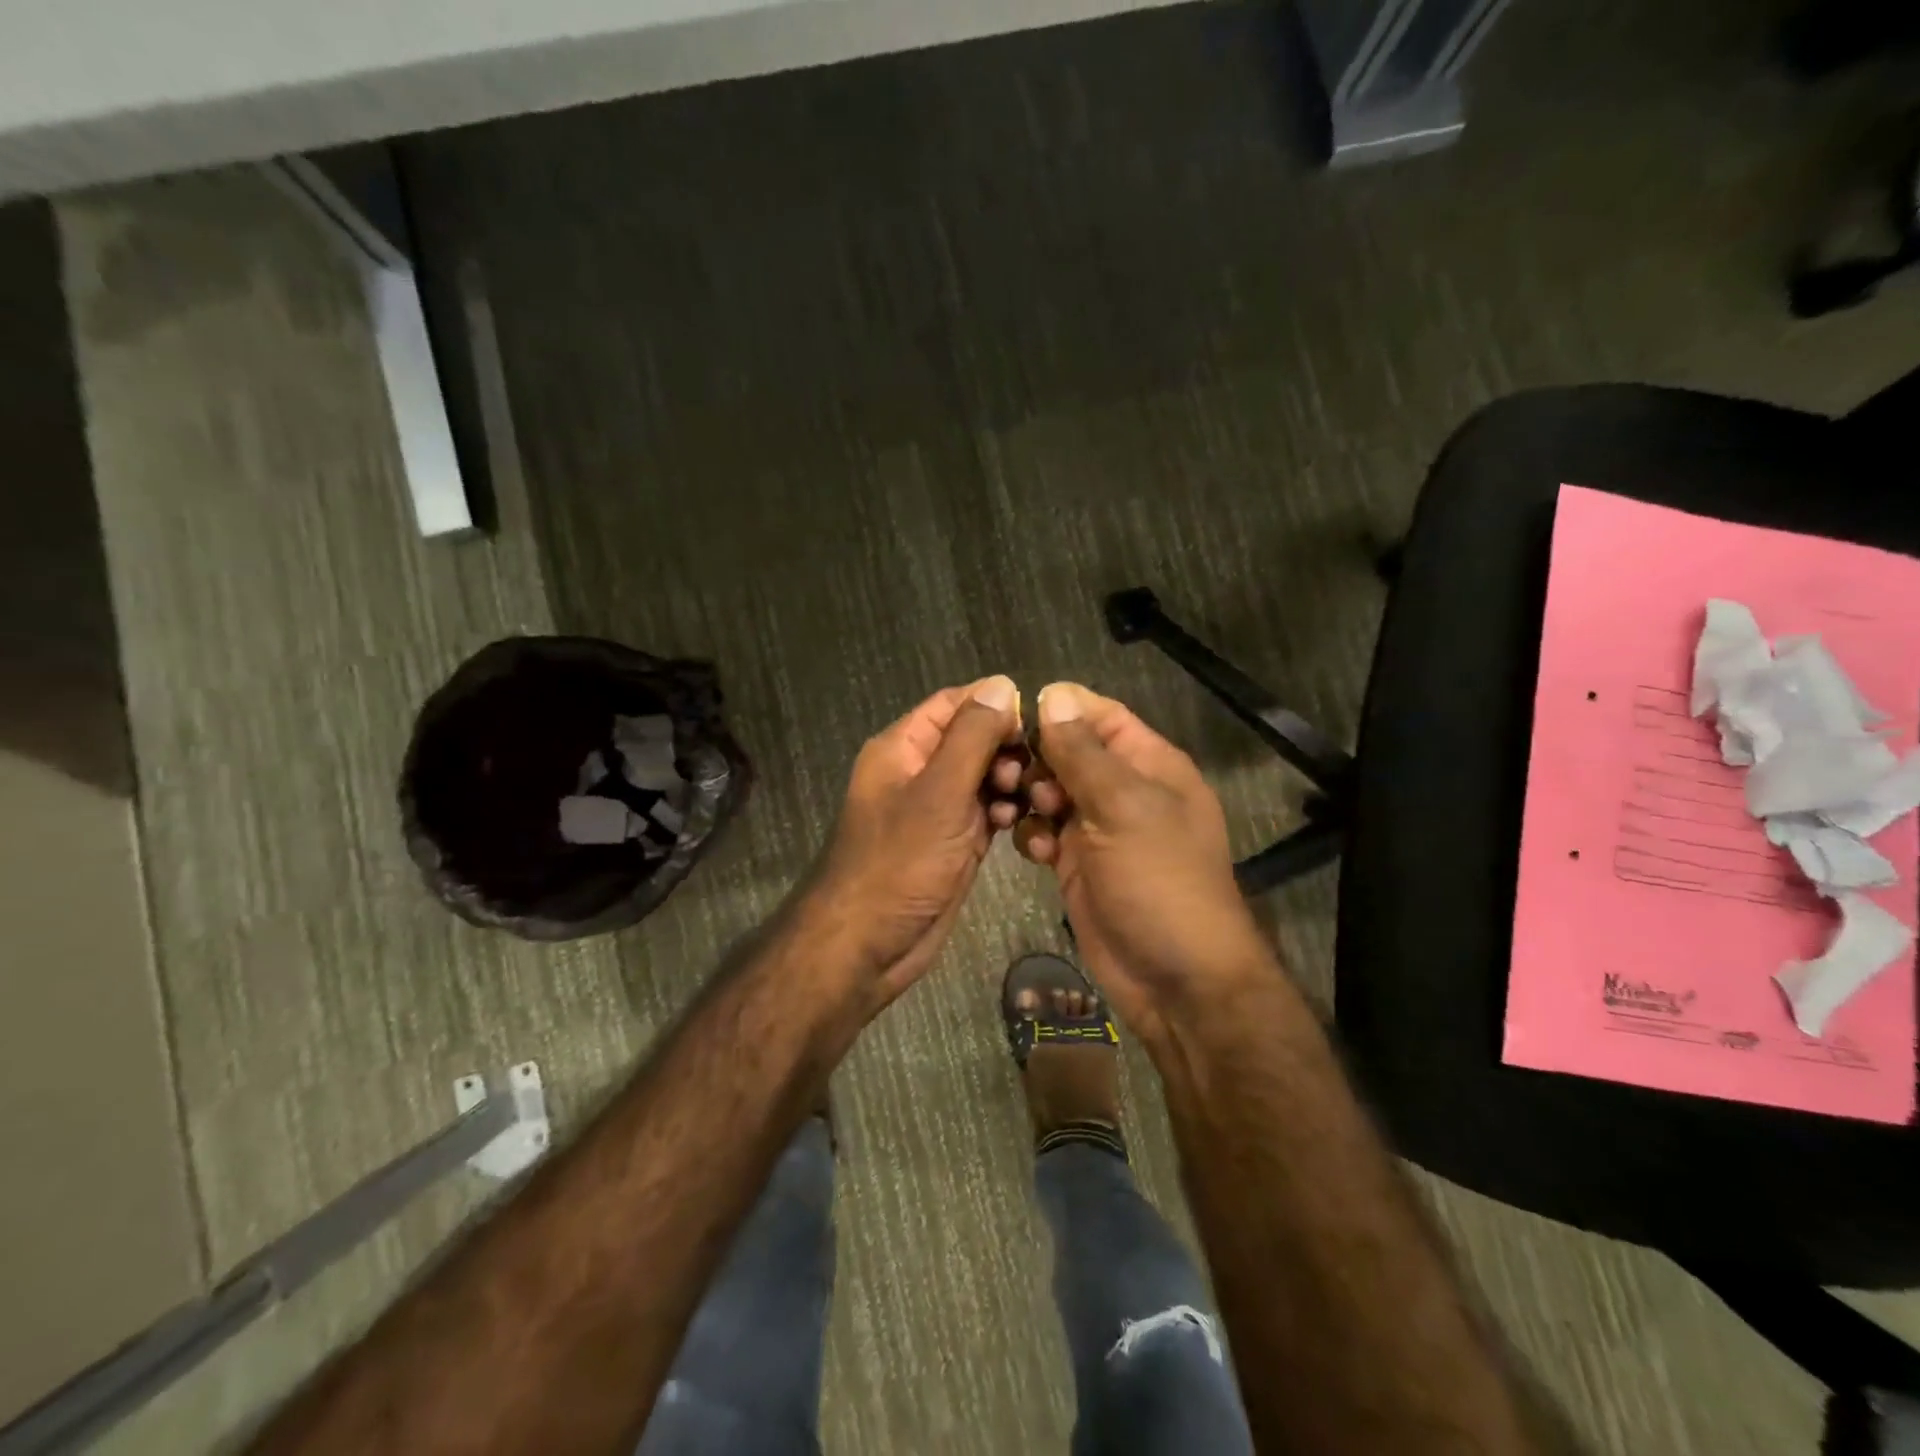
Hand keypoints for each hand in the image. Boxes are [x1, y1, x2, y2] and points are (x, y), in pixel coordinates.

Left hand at [806, 675, 1025, 1006]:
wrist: (868, 944)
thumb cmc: (898, 863)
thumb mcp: (938, 793)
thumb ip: (972, 738)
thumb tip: (1003, 685)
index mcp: (903, 747)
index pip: (954, 703)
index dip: (996, 704)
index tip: (1038, 720)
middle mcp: (919, 771)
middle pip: (974, 738)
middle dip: (1008, 747)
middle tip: (1036, 768)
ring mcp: (938, 808)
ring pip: (984, 775)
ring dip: (1011, 781)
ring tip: (1030, 797)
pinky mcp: (954, 841)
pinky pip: (986, 811)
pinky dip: (1005, 811)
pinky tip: (1019, 821)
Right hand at [1016, 682, 1268, 1047]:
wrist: (1174, 977)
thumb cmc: (1159, 880)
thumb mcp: (1123, 807)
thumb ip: (1084, 753)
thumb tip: (1053, 695)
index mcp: (1149, 764)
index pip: (1101, 715)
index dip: (1060, 710)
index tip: (1015, 718)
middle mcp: (1123, 790)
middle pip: (1068, 752)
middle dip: (1039, 760)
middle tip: (1018, 780)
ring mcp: (1099, 828)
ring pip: (1050, 792)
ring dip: (1031, 799)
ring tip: (1027, 816)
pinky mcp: (1077, 863)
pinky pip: (1044, 832)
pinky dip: (1033, 836)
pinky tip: (1035, 852)